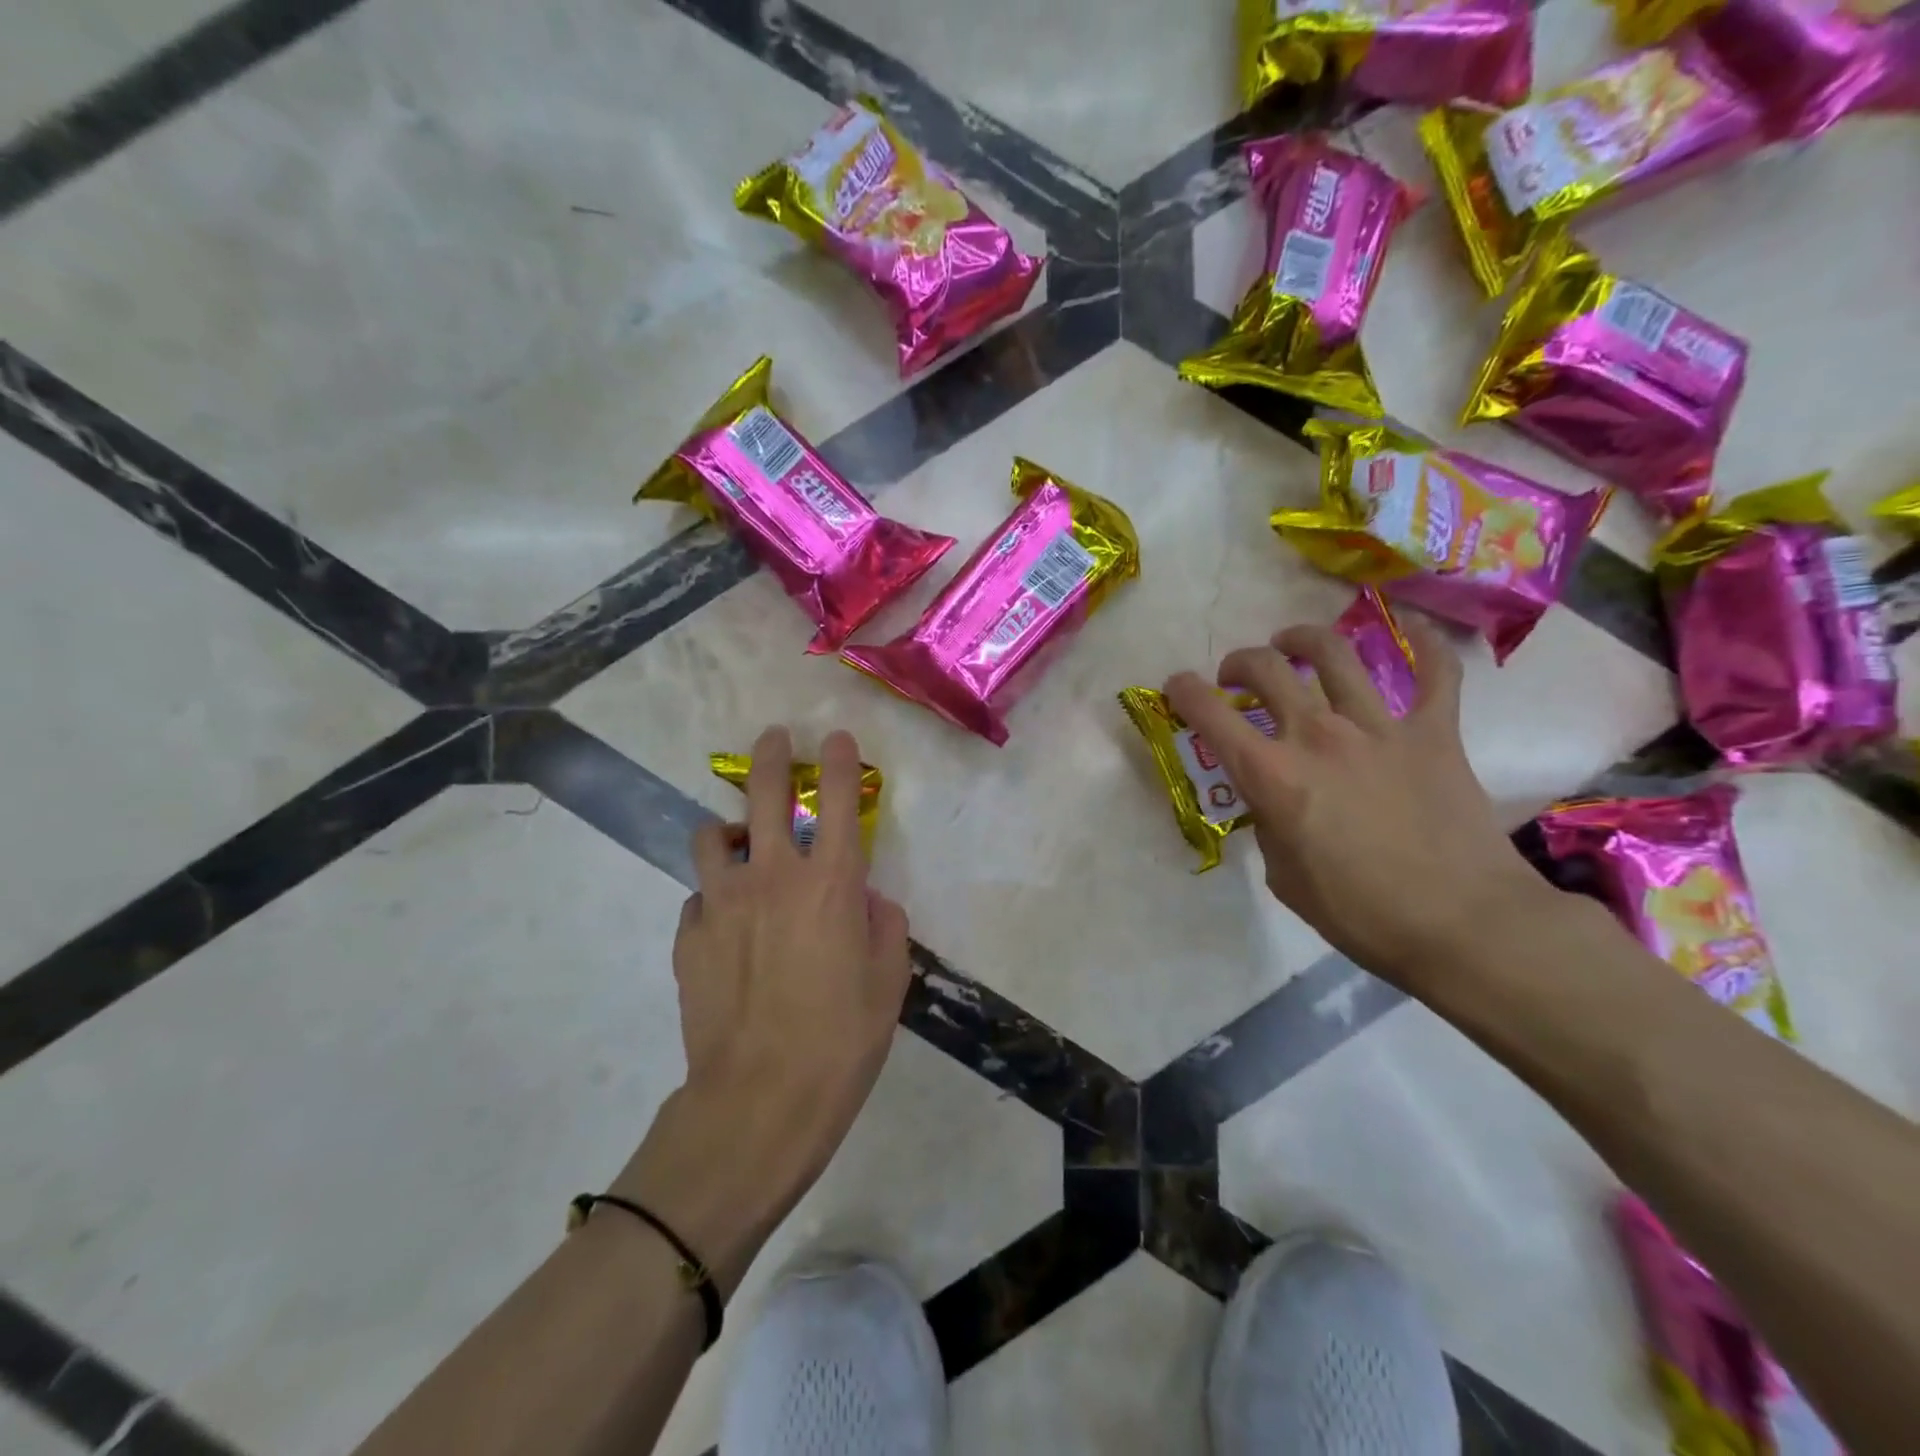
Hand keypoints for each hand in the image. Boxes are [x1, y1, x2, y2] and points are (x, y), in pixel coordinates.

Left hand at [613, 726, 910, 1294]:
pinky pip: (699, 897)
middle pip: (765, 794)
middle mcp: (773, 877)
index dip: (838, 760)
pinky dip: (714, 897)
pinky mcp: (688, 936)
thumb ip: (883, 926)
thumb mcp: (888, 982)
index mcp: (831, 884)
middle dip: (770, 756)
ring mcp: (722, 903)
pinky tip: (725, 924)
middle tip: (773, 739)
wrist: (760, 1100)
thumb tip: (867, 901)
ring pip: (713, 835)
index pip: (837, 801)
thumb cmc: (842, 1040)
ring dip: (730, 829)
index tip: (835, 737)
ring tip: (740, 842)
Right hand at [1164, 618, 1551, 987]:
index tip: (1177, 686)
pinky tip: (1410, 626)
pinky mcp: (1435, 733)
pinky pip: (1435, 672)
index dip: (1184, 692)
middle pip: (1267, 669)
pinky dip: (1424, 643)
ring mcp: (1380, 728)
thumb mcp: (1284, 876)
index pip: (1211, 715)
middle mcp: (1318, 736)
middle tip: (1237, 678)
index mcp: (1273, 776)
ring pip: (1335, 654)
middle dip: (1240, 663)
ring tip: (1294, 643)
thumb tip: (1276, 803)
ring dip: (1304, 639)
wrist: (1461, 925)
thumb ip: (1270, 825)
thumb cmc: (1360, 913)